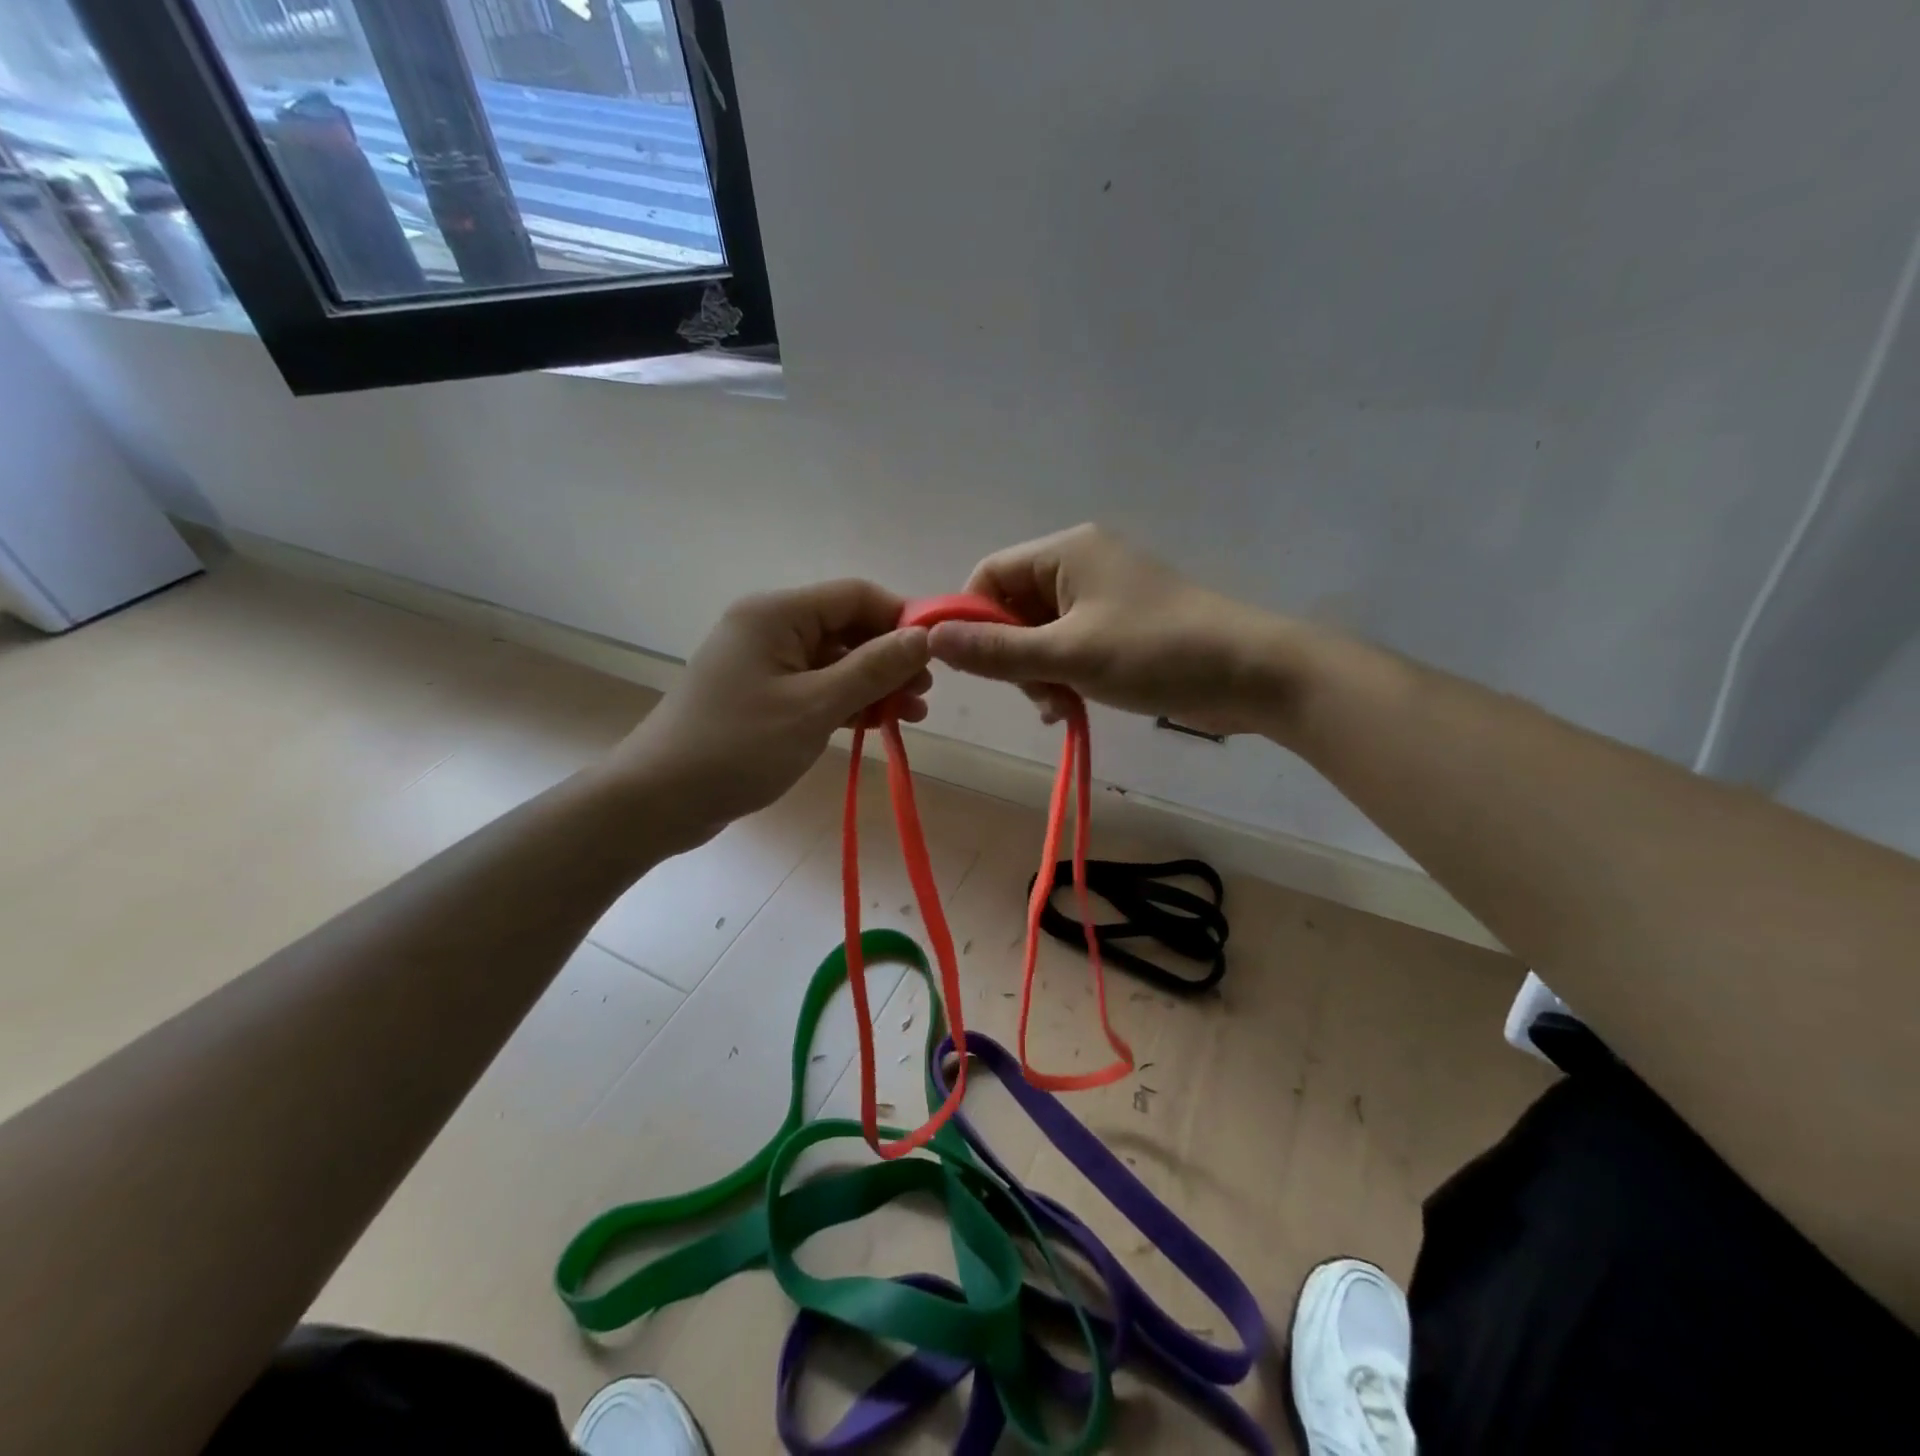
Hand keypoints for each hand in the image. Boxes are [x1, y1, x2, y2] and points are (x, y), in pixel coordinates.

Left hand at [604, 581, 930, 851]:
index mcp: (777, 614)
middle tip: (925, 695)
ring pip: (836, 662)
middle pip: (847, 628)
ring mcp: (766, 664)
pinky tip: (879, 725)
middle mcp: (771, 628)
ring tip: (912, 716)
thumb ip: (872, 669)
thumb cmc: (737, 747)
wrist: (659, 800)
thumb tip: (924, 636)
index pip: (855, 596)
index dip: (900, 619)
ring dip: (875, 685)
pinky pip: (818, 687)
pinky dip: (848, 703)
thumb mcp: (813, 707)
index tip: (937, 655)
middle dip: (890, 659)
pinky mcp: (765, 696)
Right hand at [927, 524, 1285, 735]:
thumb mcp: (1069, 654)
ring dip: (1037, 673)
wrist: (1252, 673)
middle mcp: (1081, 565)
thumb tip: (930, 639)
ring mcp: (1103, 597)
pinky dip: (1062, 676)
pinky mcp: (1121, 627)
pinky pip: (1069, 647)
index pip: (989, 575)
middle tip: (1033, 693)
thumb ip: (997, 650)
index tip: (971, 666)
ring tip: (1058, 706)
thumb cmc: (1156, 652)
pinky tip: (1069, 708)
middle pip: (1012, 607)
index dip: (970, 619)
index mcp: (1066, 552)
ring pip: (1040, 634)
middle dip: (1012, 655)